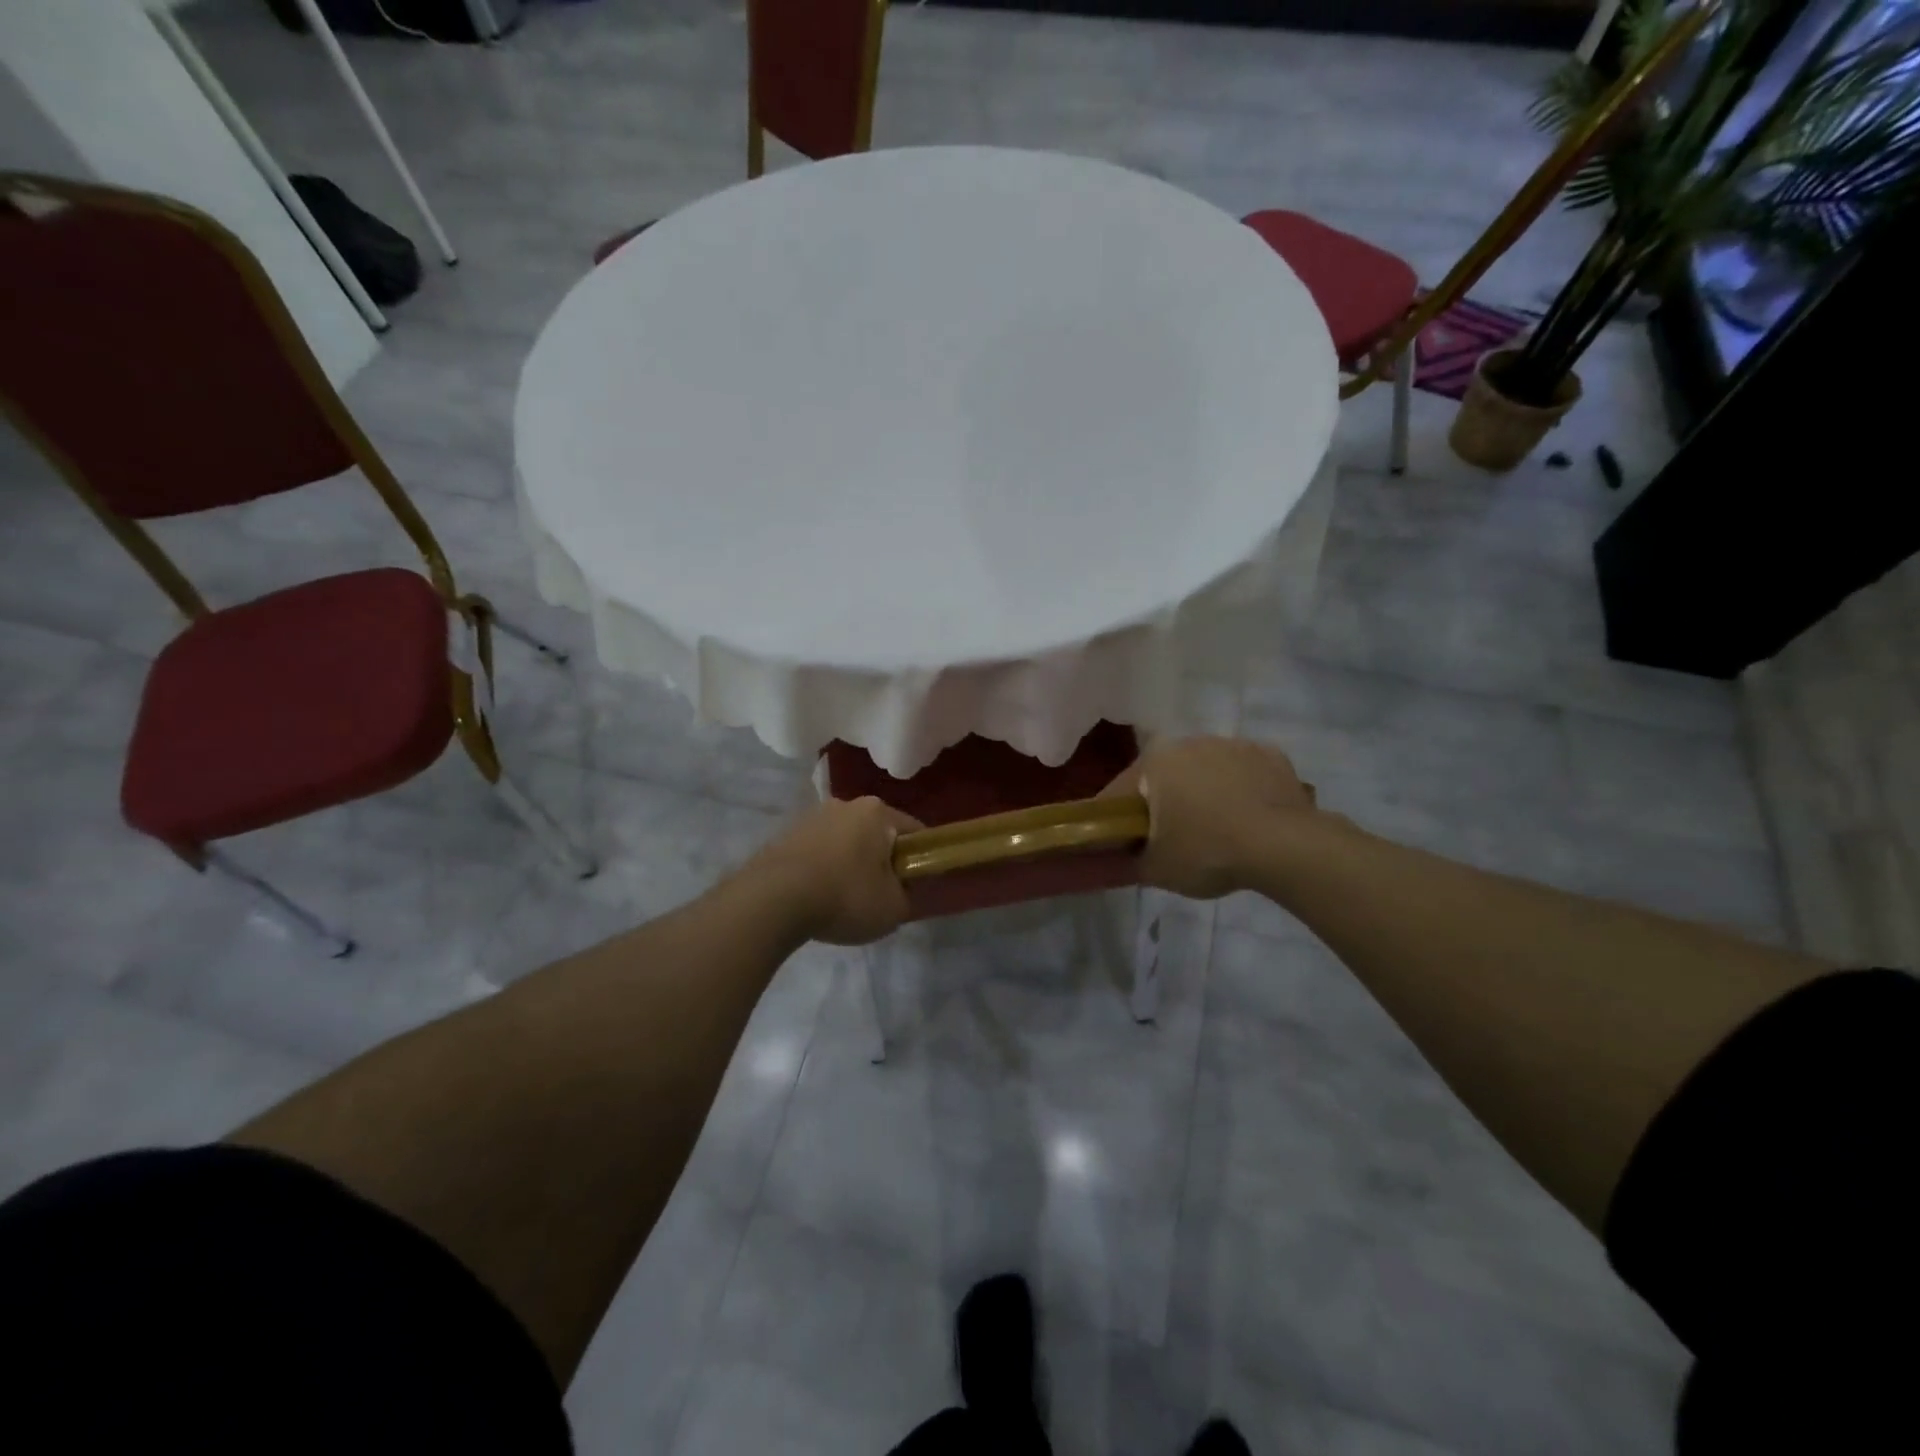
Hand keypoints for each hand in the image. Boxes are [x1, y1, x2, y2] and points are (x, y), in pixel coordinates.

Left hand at [743, 796, 923, 945]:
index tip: (918, 881)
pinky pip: (817, 853)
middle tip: (882, 893)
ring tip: (845, 900)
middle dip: (882, 859)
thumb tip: (899, 890)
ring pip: (844, 841)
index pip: (913, 830)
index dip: (920, 857)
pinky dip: (823, 870)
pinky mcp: (784, 836)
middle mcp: (845, 804)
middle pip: (876, 833)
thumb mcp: (893, 908)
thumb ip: (906, 896)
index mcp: (877, 812)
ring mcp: (811, 817)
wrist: (773, 900)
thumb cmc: (845, 896)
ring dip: (850, 863)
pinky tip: (818, 897)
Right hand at [1102, 736, 1315, 898]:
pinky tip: (1249, 819)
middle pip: (1165, 776)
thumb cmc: (1207, 852)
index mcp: (1155, 761)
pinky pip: (1245, 773)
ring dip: (1203, 793)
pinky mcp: (1271, 755)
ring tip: (1215, 831)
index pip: (1120, 792)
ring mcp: (1234, 744)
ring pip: (1206, 771)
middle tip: (1170, 840)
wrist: (1284, 846)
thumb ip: (1126, 862)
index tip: (1122, 843)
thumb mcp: (1156, 869)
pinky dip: (1242, 790)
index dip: (1116, 819)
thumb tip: (1114, 861)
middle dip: (1163, 802)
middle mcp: (1190, 742)